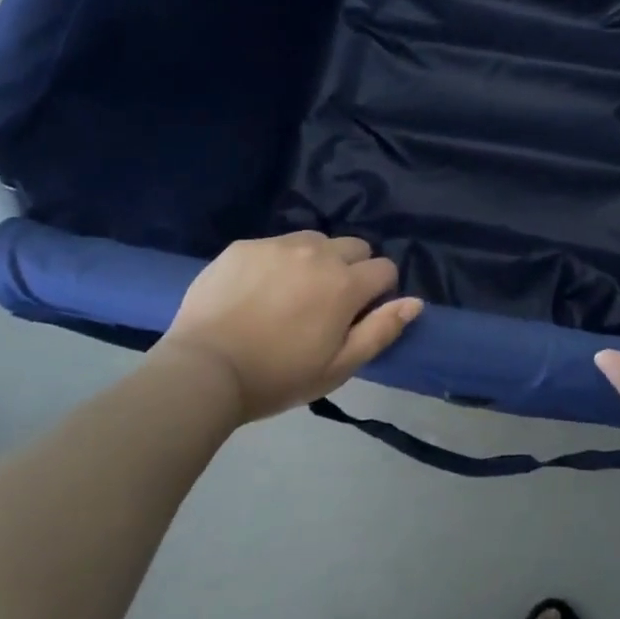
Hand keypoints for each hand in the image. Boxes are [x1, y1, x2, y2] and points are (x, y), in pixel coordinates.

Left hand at [154, 232, 421, 423]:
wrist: (203, 369)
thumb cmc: (277, 377)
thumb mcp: (338, 367)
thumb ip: (381, 330)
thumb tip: (415, 302)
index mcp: (345, 283)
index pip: (384, 269)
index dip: (379, 291)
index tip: (359, 313)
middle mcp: (318, 253)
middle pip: (354, 246)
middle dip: (351, 269)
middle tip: (327, 303)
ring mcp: (278, 245)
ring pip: (315, 241)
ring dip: (315, 261)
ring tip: (292, 293)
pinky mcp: (245, 245)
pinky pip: (276, 245)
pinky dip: (277, 262)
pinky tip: (257, 291)